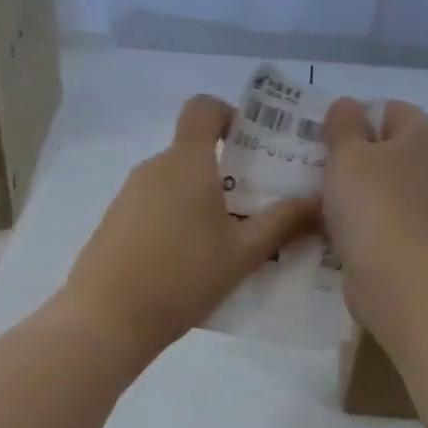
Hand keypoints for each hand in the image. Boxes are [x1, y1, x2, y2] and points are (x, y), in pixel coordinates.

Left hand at [60, 95, 317, 357]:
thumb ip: (283, 223)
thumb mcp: (243, 253)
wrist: (106, 319)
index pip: (203, 108)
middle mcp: (153, 168)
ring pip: (176, 183)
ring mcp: (128, 195)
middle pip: (193, 151)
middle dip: (228, 171)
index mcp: (186, 162)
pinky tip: (190, 262)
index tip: (252, 146)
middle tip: (258, 208)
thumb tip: (320, 201)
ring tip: (229, 243)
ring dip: (203, 200)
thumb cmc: (182, 277)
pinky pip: (155, 207)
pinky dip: (177, 220)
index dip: (230, 115)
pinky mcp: (114, 222)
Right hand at [321, 98, 427, 330]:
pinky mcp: (411, 241)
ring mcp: (425, 207)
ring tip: (310, 198)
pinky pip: (376, 221)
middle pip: (382, 150)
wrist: (403, 282)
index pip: (387, 109)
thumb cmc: (376, 205)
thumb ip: (343, 124)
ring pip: (376, 188)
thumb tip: (346, 105)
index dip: (352, 118)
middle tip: (307, 167)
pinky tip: (327, 229)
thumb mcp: (349, 153)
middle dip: (346, 157)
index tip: (318, 138)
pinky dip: (354, 223)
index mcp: (426, 134)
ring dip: (346, 193)